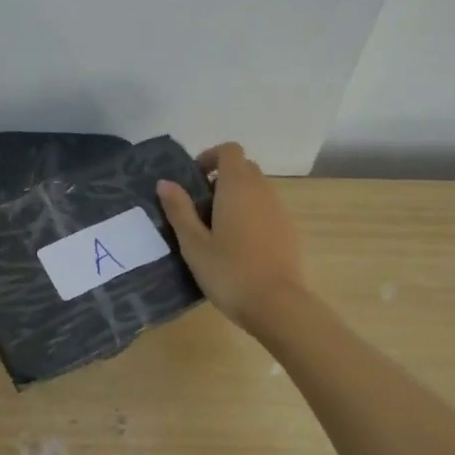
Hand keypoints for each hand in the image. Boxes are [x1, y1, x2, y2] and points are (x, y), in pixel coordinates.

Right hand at [157, 143, 306, 331]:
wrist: (277, 304)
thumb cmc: (229, 271)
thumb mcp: (193, 243)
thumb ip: (179, 210)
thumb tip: (165, 182)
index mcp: (237, 187)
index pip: (229, 150)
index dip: (211, 157)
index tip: (194, 179)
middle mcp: (262, 191)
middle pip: (244, 168)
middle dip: (222, 177)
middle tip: (201, 206)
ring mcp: (280, 211)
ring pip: (258, 189)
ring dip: (238, 197)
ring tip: (217, 228)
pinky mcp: (290, 231)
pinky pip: (268, 210)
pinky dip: (252, 215)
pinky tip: (239, 246)